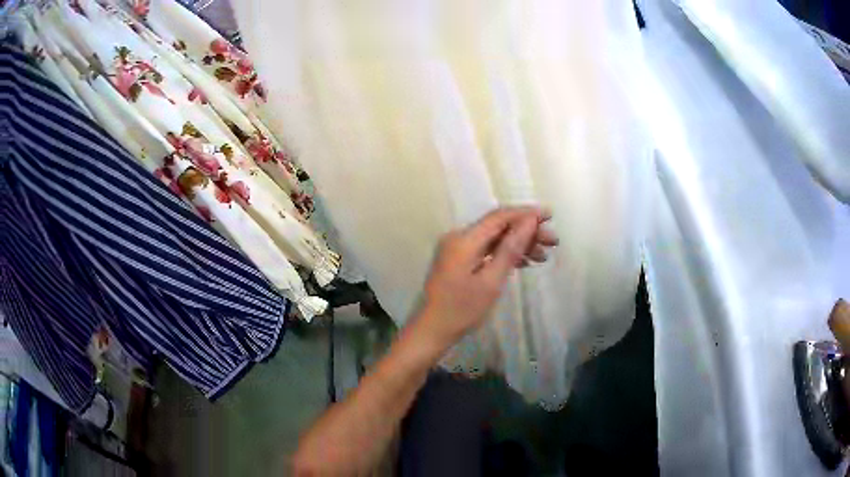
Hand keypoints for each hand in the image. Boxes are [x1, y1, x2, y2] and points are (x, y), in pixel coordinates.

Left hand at [412, 206, 558, 353]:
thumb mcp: (491, 281)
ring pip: (494, 238)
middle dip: (526, 230)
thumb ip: (510, 249)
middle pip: (498, 226)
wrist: (432, 331)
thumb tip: (529, 221)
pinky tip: (525, 262)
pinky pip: (486, 249)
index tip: (550, 215)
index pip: (499, 217)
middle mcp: (459, 237)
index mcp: (464, 239)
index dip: (526, 213)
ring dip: (518, 243)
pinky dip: (505, 253)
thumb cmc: (462, 310)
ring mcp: (457, 248)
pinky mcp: (458, 260)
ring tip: (543, 255)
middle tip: (553, 241)